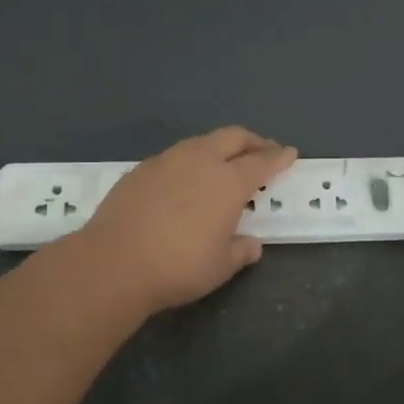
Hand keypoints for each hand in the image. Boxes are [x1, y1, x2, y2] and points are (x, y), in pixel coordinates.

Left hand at [74, 127, 297, 313]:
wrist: (114, 262)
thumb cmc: (178, 267)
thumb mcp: (220, 266)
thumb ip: (240, 251)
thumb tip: (251, 244)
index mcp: (229, 182)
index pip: (262, 162)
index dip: (279, 157)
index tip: (290, 153)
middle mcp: (201, 160)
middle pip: (234, 137)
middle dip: (253, 141)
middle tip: (263, 150)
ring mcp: (167, 160)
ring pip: (202, 141)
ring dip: (220, 146)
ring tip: (224, 161)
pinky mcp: (141, 168)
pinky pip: (175, 156)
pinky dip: (191, 160)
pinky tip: (185, 179)